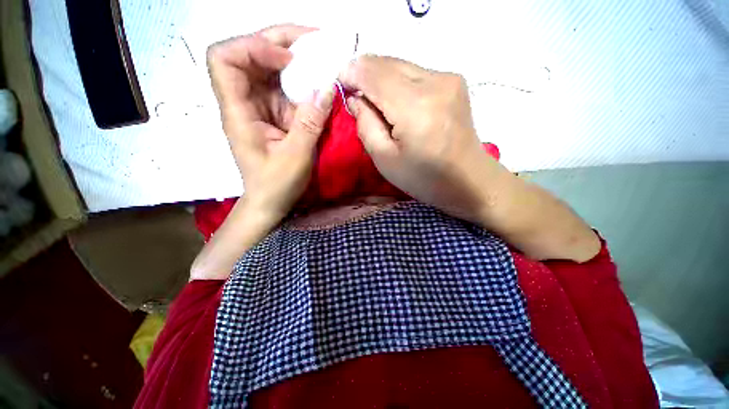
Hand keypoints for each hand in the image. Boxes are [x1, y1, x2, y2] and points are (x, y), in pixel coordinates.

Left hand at [207, 24, 334, 220]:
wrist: (269, 202)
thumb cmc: (277, 185)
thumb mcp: (296, 156)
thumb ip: (310, 122)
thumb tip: (326, 87)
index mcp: (238, 113)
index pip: (225, 60)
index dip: (253, 48)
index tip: (288, 59)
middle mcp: (244, 103)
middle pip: (247, 55)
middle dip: (278, 41)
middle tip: (313, 42)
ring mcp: (259, 107)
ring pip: (267, 68)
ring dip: (293, 58)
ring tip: (319, 56)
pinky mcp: (273, 115)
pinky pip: (283, 88)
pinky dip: (300, 81)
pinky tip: (317, 82)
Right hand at [339, 56, 599, 261]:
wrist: (469, 180)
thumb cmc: (424, 178)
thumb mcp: (385, 160)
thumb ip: (366, 125)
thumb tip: (356, 98)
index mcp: (415, 108)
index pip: (372, 73)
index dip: (351, 73)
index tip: (340, 85)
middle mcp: (434, 82)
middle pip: (386, 62)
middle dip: (364, 74)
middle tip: (355, 96)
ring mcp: (448, 78)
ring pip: (400, 64)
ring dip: (380, 78)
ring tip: (374, 101)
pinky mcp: (454, 81)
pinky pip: (414, 72)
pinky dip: (397, 81)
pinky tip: (395, 101)